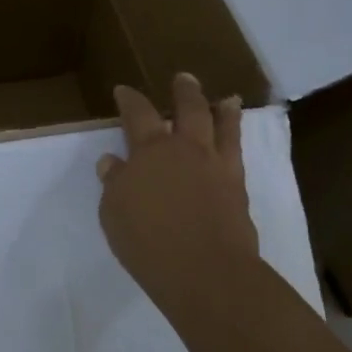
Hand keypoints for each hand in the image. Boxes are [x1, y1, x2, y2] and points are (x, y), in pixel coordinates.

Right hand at [97, 74, 258, 329]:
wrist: (206, 273)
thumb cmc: (148, 240)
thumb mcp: (114, 211)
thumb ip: (114, 183)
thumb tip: (113, 162)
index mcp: (150, 150)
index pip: (138, 114)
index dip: (130, 99)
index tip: (124, 91)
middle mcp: (186, 149)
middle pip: (188, 109)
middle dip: (184, 91)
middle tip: (184, 78)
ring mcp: (216, 168)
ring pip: (223, 128)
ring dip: (223, 111)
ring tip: (227, 99)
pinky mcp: (238, 190)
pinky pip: (238, 155)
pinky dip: (236, 142)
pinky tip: (234, 143)